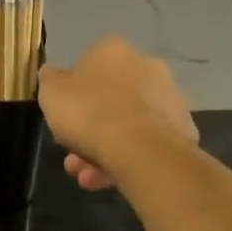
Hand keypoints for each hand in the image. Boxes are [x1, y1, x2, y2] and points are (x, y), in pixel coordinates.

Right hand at [38, 37, 197, 190]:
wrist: (142, 149)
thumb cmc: (90, 112)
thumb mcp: (51, 93)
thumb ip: (49, 80)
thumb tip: (52, 74)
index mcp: (114, 51)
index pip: (87, 67)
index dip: (71, 95)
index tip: (62, 118)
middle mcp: (146, 66)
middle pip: (108, 99)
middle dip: (87, 128)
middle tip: (71, 155)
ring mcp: (168, 98)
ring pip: (126, 124)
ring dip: (102, 149)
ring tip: (86, 177)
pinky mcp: (182, 129)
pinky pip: (144, 142)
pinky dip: (126, 158)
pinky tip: (106, 180)